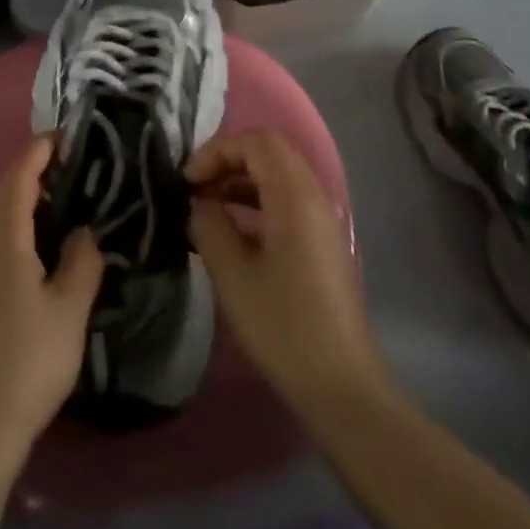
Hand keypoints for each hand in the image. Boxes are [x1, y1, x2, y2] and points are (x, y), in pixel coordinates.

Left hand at [0, 136, 104, 463]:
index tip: (66, 135)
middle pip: (5, 191)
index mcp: (4, 238)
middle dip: (34, 169)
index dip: (40, 151)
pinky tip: (42, 243)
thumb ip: (82, 261)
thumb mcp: (69, 309)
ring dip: (26, 196)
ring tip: (64, 196)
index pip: (19, 176)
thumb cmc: (28, 360)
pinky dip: (19, 222)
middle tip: (73, 163)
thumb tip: (86, 231)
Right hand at [188, 129, 391, 417]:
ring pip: (278, 176)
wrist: (341, 387)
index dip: (217, 151)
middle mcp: (314, 197)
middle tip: (195, 188)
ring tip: (207, 208)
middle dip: (227, 161)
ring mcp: (323, 221)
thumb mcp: (231, 273)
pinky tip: (233, 233)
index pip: (256, 141)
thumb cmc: (283, 325)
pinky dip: (256, 202)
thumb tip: (199, 203)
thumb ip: (208, 224)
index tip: (188, 182)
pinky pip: (287, 202)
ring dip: (241, 181)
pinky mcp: (323, 244)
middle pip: (269, 152)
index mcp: (294, 196)